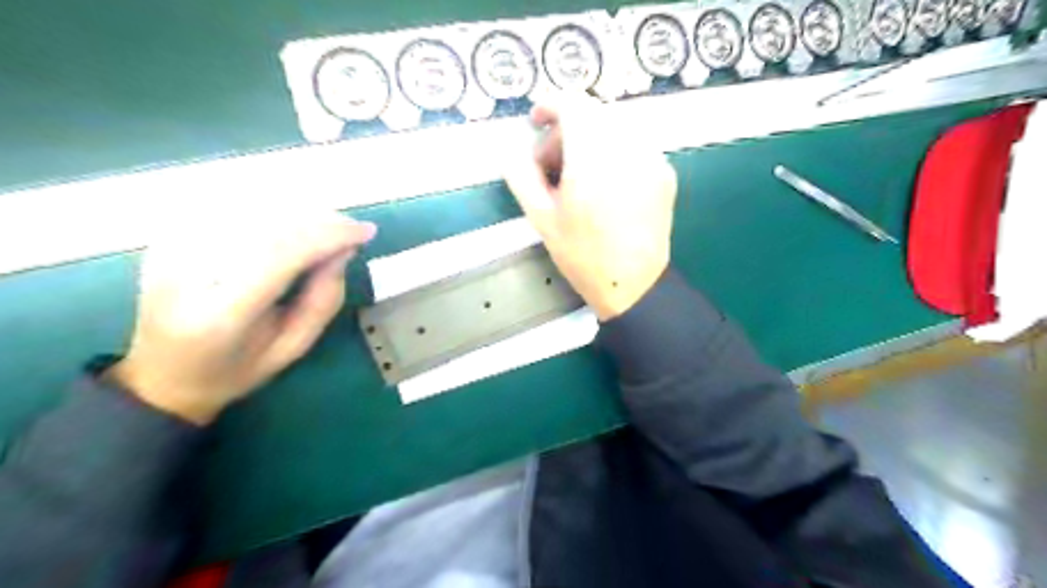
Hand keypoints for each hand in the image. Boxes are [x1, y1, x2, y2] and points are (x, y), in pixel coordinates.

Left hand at [109, 209, 376, 423]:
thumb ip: (323, 300)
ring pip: (249, 208)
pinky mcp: (167, 237)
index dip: (328, 235)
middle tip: (351, 229)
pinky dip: (269, 208)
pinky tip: (291, 221)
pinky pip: (228, 207)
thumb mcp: (292, 348)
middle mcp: (188, 273)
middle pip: (267, 225)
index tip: (365, 232)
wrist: (161, 375)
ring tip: (326, 227)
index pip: (280, 255)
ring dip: (298, 210)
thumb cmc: (235, 370)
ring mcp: (170, 249)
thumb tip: (343, 250)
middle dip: (319, 220)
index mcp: (221, 314)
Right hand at [505, 101, 678, 319]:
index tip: (535, 123)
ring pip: (614, 128)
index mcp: (593, 158)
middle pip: (593, 114)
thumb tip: (512, 149)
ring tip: (577, 177)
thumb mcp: (541, 218)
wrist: (633, 285)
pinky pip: (632, 145)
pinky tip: (603, 186)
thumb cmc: (582, 256)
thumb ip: (522, 175)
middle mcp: (628, 148)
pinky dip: (612, 152)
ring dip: (590, 140)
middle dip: (566, 130)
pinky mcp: (665, 172)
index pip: (573, 104)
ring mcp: (652, 158)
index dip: (549, 106)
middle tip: (551, 166)